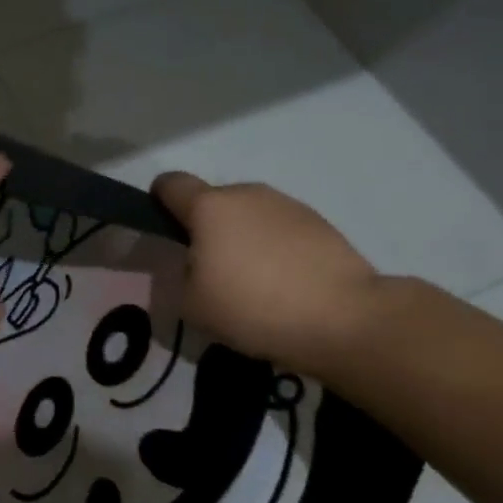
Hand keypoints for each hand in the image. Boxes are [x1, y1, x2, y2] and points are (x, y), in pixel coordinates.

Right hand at [152, 172, 387, 374]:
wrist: (343, 318)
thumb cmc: (254, 308)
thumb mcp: (192, 306)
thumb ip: (180, 279)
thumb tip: (193, 268)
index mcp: (209, 207)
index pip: (170, 184)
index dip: (158, 201)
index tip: (163, 229)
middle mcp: (247, 193)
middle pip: (213, 202)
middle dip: (206, 229)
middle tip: (210, 272)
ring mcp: (287, 205)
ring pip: (249, 215)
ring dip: (243, 238)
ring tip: (253, 284)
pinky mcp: (320, 223)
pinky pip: (281, 230)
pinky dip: (276, 249)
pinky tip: (285, 286)